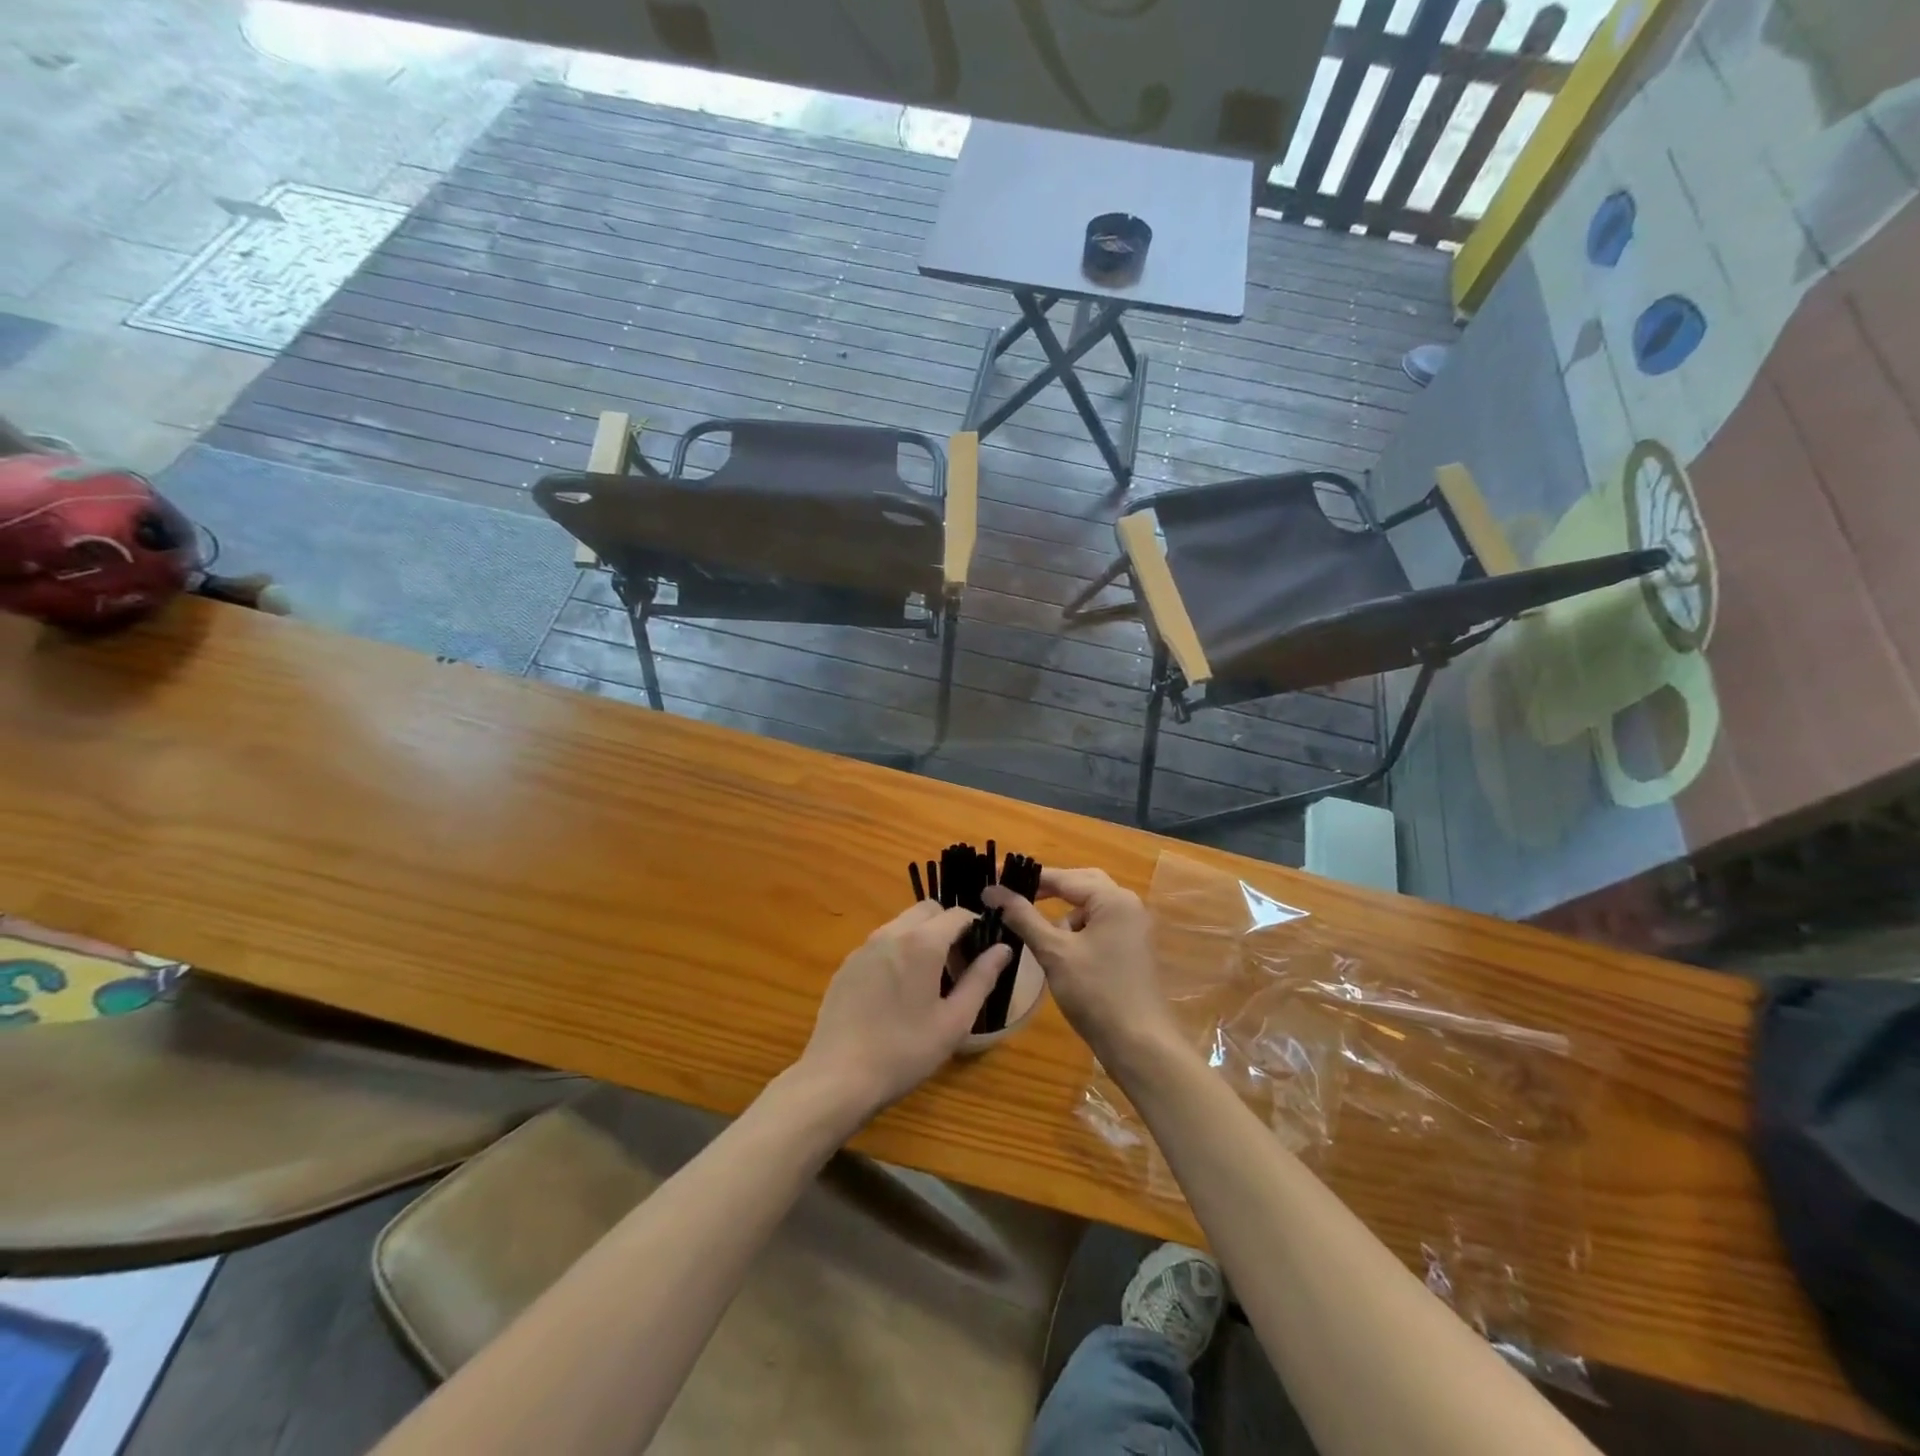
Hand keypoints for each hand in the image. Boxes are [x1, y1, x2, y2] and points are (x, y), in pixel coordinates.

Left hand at [796, 901, 1010, 1122]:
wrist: (838, 1077)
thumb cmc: (905, 1051)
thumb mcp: (954, 1021)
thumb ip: (981, 979)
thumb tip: (1002, 949)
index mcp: (921, 943)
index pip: (956, 913)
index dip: (975, 927)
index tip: (981, 954)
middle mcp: (891, 933)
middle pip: (927, 911)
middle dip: (947, 928)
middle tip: (955, 967)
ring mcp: (864, 948)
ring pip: (901, 925)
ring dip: (921, 939)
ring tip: (927, 982)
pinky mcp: (846, 965)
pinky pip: (880, 944)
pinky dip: (897, 953)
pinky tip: (896, 994)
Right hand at [984, 868, 1171, 1064]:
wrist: (1139, 1044)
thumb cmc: (1095, 993)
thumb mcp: (1054, 952)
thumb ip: (1023, 917)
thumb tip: (992, 891)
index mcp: (1113, 899)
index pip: (1065, 877)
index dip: (1030, 879)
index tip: (998, 880)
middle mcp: (1127, 905)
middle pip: (1081, 885)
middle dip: (1050, 892)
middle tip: (1017, 900)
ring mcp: (1133, 928)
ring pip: (1090, 908)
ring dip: (1064, 916)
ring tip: (1040, 937)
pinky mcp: (1132, 948)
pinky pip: (1099, 926)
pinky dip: (1077, 932)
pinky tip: (1061, 954)